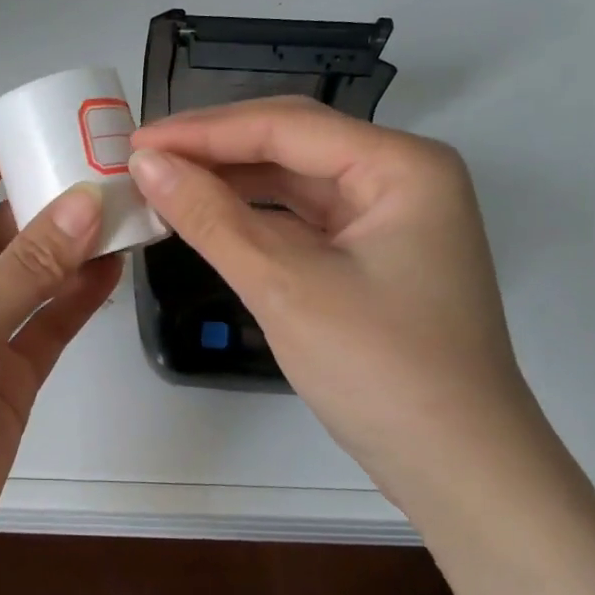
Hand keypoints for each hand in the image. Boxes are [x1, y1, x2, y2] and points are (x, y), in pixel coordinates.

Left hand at [0, 142, 120, 594]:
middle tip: (105, 171)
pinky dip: (78, 297)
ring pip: (29, 278)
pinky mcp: (8, 378)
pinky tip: (115, 268)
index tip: (42, 129)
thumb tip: (87, 203)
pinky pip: (47, 324)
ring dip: (69, 249)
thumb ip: (26, 267)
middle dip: (43, 204)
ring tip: (123, 212)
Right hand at [129, 97, 549, 508]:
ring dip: (230, 183)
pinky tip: (208, 218)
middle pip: (292, 144)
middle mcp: (402, 177)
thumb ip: (211, 218)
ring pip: (294, 181)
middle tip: (143, 161)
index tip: (136, 144)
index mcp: (401, 165)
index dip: (203, 131)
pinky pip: (303, 218)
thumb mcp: (284, 286)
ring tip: (164, 185)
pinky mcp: (374, 254)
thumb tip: (145, 165)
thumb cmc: (380, 369)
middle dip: (215, 151)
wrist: (458, 469)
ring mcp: (390, 217)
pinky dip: (254, 218)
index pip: (285, 126)